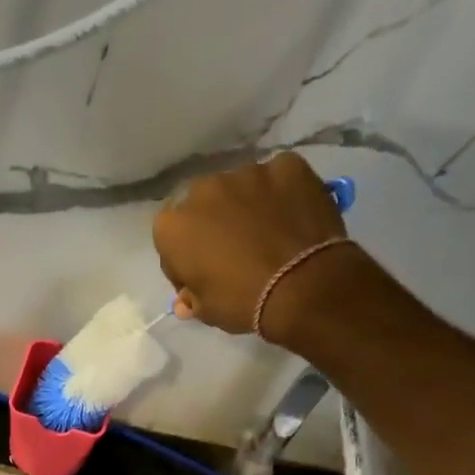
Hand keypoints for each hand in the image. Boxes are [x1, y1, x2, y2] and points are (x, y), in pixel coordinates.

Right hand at [153, 151, 365, 340]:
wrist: (304, 286)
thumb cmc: (243, 302)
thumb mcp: (206, 311)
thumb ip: (191, 296)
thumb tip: (187, 297)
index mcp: (173, 226)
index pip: (171, 240)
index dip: (186, 259)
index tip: (202, 276)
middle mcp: (202, 189)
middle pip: (204, 206)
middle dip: (215, 224)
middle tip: (236, 251)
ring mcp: (246, 172)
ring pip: (241, 188)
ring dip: (248, 206)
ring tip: (269, 232)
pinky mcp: (287, 164)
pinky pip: (279, 178)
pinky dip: (282, 193)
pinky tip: (294, 216)